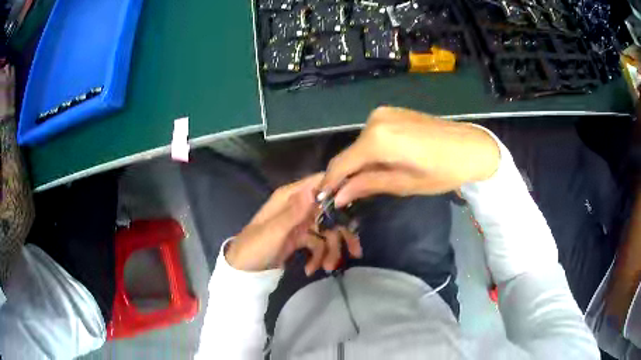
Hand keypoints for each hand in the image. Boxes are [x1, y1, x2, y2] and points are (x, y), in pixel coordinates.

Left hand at [226, 173, 361, 273]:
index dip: (339, 191)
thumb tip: (313, 190)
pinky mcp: (300, 238)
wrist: (243, 271)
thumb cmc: (254, 247)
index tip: (357, 206)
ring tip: (328, 268)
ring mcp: (300, 223)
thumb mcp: (273, 231)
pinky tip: (312, 270)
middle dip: (341, 232)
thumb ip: (294, 212)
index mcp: (290, 197)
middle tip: (354, 251)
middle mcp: (298, 206)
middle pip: (329, 212)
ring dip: (330, 250)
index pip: (319, 184)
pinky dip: (318, 257)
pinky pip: (317, 244)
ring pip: (326, 231)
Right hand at [320, 106, 499, 206]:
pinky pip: (374, 134)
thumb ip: (367, 185)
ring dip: (361, 162)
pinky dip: (372, 150)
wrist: (471, 146)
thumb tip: (338, 196)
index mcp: (378, 139)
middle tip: (347, 194)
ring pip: (361, 143)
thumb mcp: (404, 184)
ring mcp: (384, 113)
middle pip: (351, 152)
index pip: (342, 163)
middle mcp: (375, 120)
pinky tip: (384, 162)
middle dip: (347, 174)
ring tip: (370, 180)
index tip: (323, 197)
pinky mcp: (393, 112)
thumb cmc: (443, 171)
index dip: (331, 182)